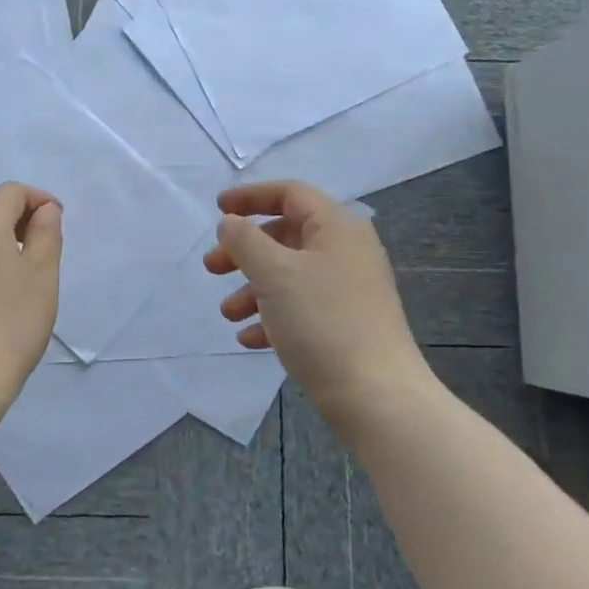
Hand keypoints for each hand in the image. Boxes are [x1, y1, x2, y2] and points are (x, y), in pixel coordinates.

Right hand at [205, 179, 431, 418]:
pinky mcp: (346, 323)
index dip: (251, 196)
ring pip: (289, 275)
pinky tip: (250, 338)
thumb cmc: (322, 321)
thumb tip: (230, 223)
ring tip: (228, 314)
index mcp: (336, 227)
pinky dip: (272, 316)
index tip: (217, 209)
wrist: (376, 395)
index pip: (290, 194)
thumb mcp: (274, 272)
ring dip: (252, 289)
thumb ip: (245, 240)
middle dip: (244, 251)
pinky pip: (301, 307)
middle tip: (212, 268)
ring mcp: (348, 290)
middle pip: (286, 236)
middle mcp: (346, 251)